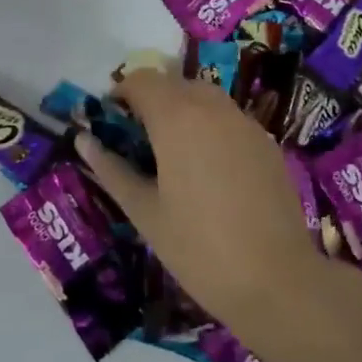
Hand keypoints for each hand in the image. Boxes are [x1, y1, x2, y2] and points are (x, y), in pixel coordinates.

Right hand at [74, 69, 336, 339]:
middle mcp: (212, 107)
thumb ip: (111, 169)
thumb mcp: (144, 212)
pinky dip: (210, 127)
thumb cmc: (198, 248)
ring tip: (172, 155)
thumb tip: (83, 140)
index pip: (141, 79)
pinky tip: (209, 171)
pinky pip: (229, 119)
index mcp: (176, 117)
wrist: (277, 281)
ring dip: (182, 110)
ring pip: (204, 97)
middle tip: (138, 142)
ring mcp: (244, 123)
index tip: (111, 124)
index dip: (120, 94)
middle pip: (173, 83)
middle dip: (151, 101)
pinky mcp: (266, 143)